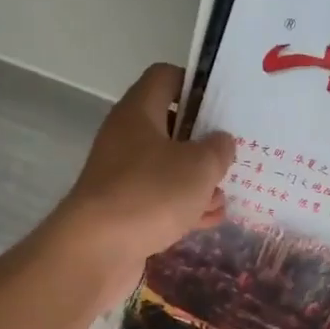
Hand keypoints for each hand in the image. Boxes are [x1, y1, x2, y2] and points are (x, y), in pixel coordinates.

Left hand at [49, 63, 233, 305]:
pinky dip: (183, 208)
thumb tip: (220, 142)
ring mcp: (122, 177)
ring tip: (225, 196)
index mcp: (139, 112)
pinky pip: (159, 201)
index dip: (195, 84)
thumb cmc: (150, 193)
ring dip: (197, 182)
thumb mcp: (199, 166)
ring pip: (167, 169)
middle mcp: (126, 139)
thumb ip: (217, 149)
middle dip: (203, 143)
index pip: (166, 78)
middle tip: (232, 155)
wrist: (96, 251)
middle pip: (170, 127)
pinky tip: (209, 221)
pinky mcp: (123, 211)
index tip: (223, 104)